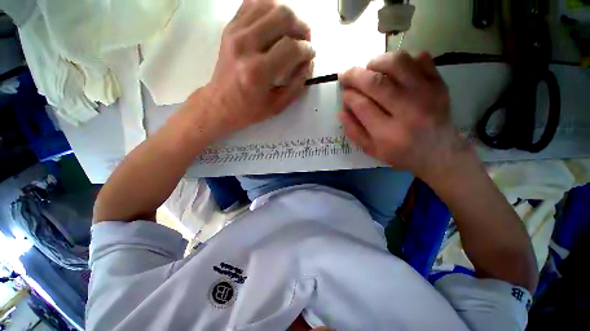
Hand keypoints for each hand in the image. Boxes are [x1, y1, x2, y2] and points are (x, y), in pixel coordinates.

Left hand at [189, 0, 314, 140]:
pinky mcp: (230, 27)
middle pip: (282, 17)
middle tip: (305, 39)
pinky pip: (253, 3)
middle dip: (301, 26)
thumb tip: (308, 63)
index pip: (291, 47)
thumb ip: (296, 85)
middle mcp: (246, 46)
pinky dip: (269, 8)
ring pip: (269, 5)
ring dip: (288, 15)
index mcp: (258, 72)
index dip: (307, 49)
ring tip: (292, 30)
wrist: (220, 103)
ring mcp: (235, 32)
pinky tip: (276, 22)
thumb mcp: (277, 106)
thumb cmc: (249, 109)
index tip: (311, 54)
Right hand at [338, 51, 469, 181]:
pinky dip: (403, 58)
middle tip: (345, 75)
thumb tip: (341, 110)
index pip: (361, 105)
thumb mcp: (370, 149)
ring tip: (368, 69)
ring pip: (397, 63)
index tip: (344, 94)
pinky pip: (420, 57)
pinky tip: (393, 69)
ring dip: (376, 62)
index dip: (348, 96)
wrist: (438, 152)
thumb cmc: (400, 153)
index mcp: (387, 133)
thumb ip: (353, 131)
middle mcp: (407, 110)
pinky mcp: (439, 83)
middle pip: (375, 82)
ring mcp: (426, 93)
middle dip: (354, 75)